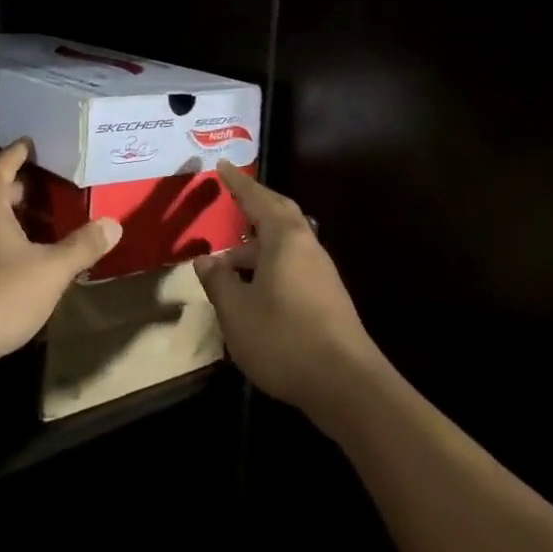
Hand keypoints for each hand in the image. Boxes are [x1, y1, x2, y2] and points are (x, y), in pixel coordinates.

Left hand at [0, 140, 121, 372]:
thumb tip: (114, 224)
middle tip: (49, 184)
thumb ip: (82, 245)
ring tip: (38, 218)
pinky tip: (16, 252)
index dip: (22, 151)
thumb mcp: (51, 270)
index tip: (37, 143)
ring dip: (6, 213)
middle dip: (19, 185)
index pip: (4, 161)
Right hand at [192, 163, 385, 427]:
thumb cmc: (283, 339)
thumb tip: (205, 260)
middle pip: (280, 213)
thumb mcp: (236, 312)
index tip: (222, 167)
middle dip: (254, 203)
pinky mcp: (328, 297)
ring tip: (228, 263)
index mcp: (284, 239)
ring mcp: (321, 272)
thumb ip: (218, 282)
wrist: (347, 384)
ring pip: (286, 242)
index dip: (238, 183)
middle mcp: (307, 247)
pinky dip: (270, 264)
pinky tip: (254, 289)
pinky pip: (293, 264)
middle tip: (231, 198)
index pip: (258, 199)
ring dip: (258, 244)